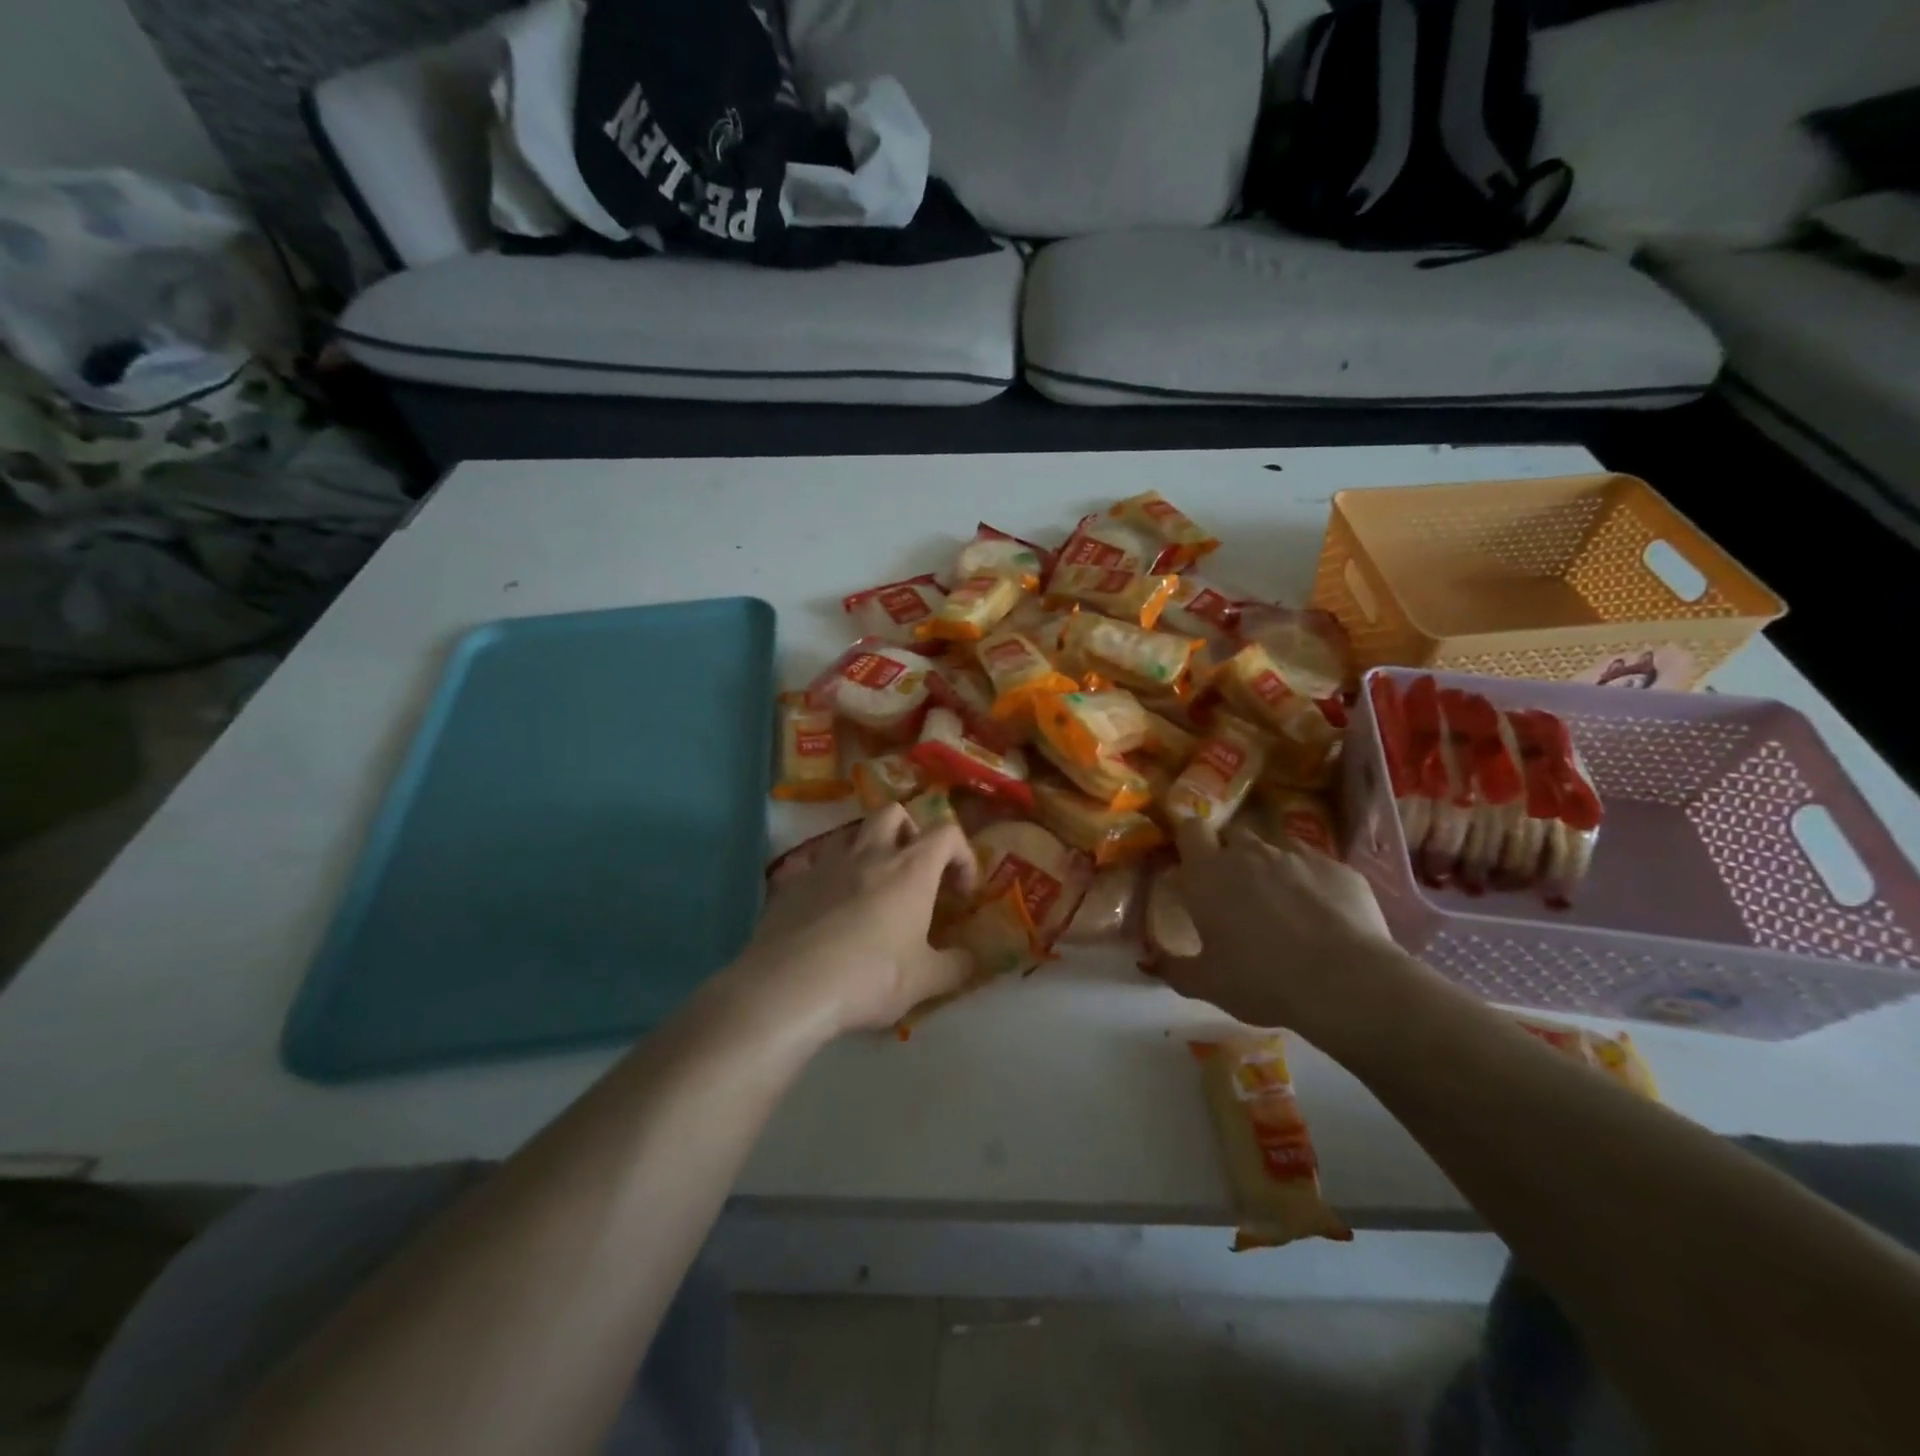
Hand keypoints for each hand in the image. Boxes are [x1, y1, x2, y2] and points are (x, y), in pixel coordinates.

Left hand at [727, 806, 978, 1038]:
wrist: (789, 987)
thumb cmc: (869, 977)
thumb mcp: (924, 981)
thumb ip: (956, 967)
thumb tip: (970, 960)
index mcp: (910, 869)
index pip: (947, 833)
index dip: (961, 855)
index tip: (960, 892)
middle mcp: (870, 854)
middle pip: (894, 813)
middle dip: (911, 834)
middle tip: (914, 873)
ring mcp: (826, 863)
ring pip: (851, 831)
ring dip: (867, 847)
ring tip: (871, 884)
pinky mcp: (792, 881)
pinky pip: (812, 863)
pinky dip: (826, 875)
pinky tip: (826, 905)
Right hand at [1159, 818, 1409, 1039]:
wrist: (1346, 983)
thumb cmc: (1261, 980)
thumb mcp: (1206, 984)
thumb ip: (1172, 967)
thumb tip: (1147, 960)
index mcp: (1208, 873)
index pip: (1191, 829)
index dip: (1191, 841)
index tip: (1192, 863)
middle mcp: (1249, 853)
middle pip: (1232, 834)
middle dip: (1229, 854)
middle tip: (1233, 891)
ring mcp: (1297, 855)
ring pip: (1274, 849)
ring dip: (1270, 869)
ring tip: (1280, 907)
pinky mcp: (1338, 868)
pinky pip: (1314, 866)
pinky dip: (1310, 882)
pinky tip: (1320, 916)